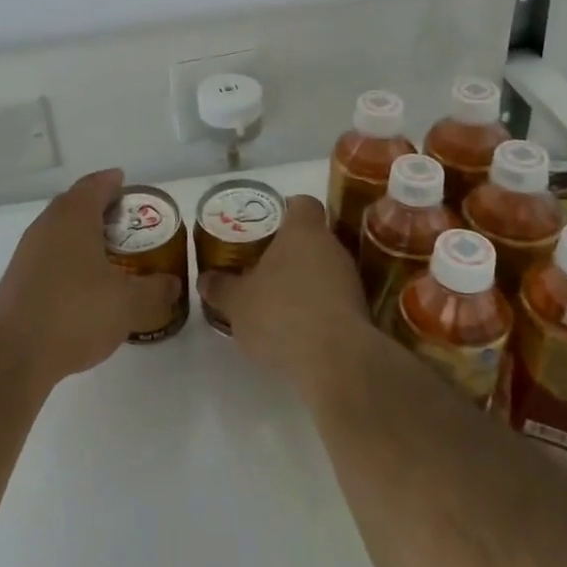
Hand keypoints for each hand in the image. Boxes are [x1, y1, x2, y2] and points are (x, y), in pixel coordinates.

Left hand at [0, 169, 179, 388]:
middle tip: (128, 222)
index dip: (114, 182)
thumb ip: (156, 290)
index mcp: (73, 217)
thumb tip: (173, 284)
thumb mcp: (128, 304)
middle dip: (101, 208)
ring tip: (111, 254)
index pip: (95, 185)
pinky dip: (70, 259)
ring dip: (84, 236)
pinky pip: (50, 256)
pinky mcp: (18, 280)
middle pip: (75, 204)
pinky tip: (85, 285)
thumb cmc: (74, 314)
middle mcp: (46, 225)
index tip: (127, 184)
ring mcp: (27, 253)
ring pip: (60, 231)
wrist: (12, 355)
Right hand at [196, 194, 373, 396]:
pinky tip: (297, 329)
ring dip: (304, 281)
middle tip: (261, 267)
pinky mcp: (361, 312)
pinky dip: (318, 308)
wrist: (337, 362)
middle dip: (289, 251)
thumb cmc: (281, 314)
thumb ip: (220, 287)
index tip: (266, 226)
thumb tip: (205, 279)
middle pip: (312, 237)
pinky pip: (334, 299)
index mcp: (303, 231)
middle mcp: (332, 247)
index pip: (302, 203)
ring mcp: (351, 279)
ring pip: (324, 269)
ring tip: (276, 302)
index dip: (285, 210)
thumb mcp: (237, 303)